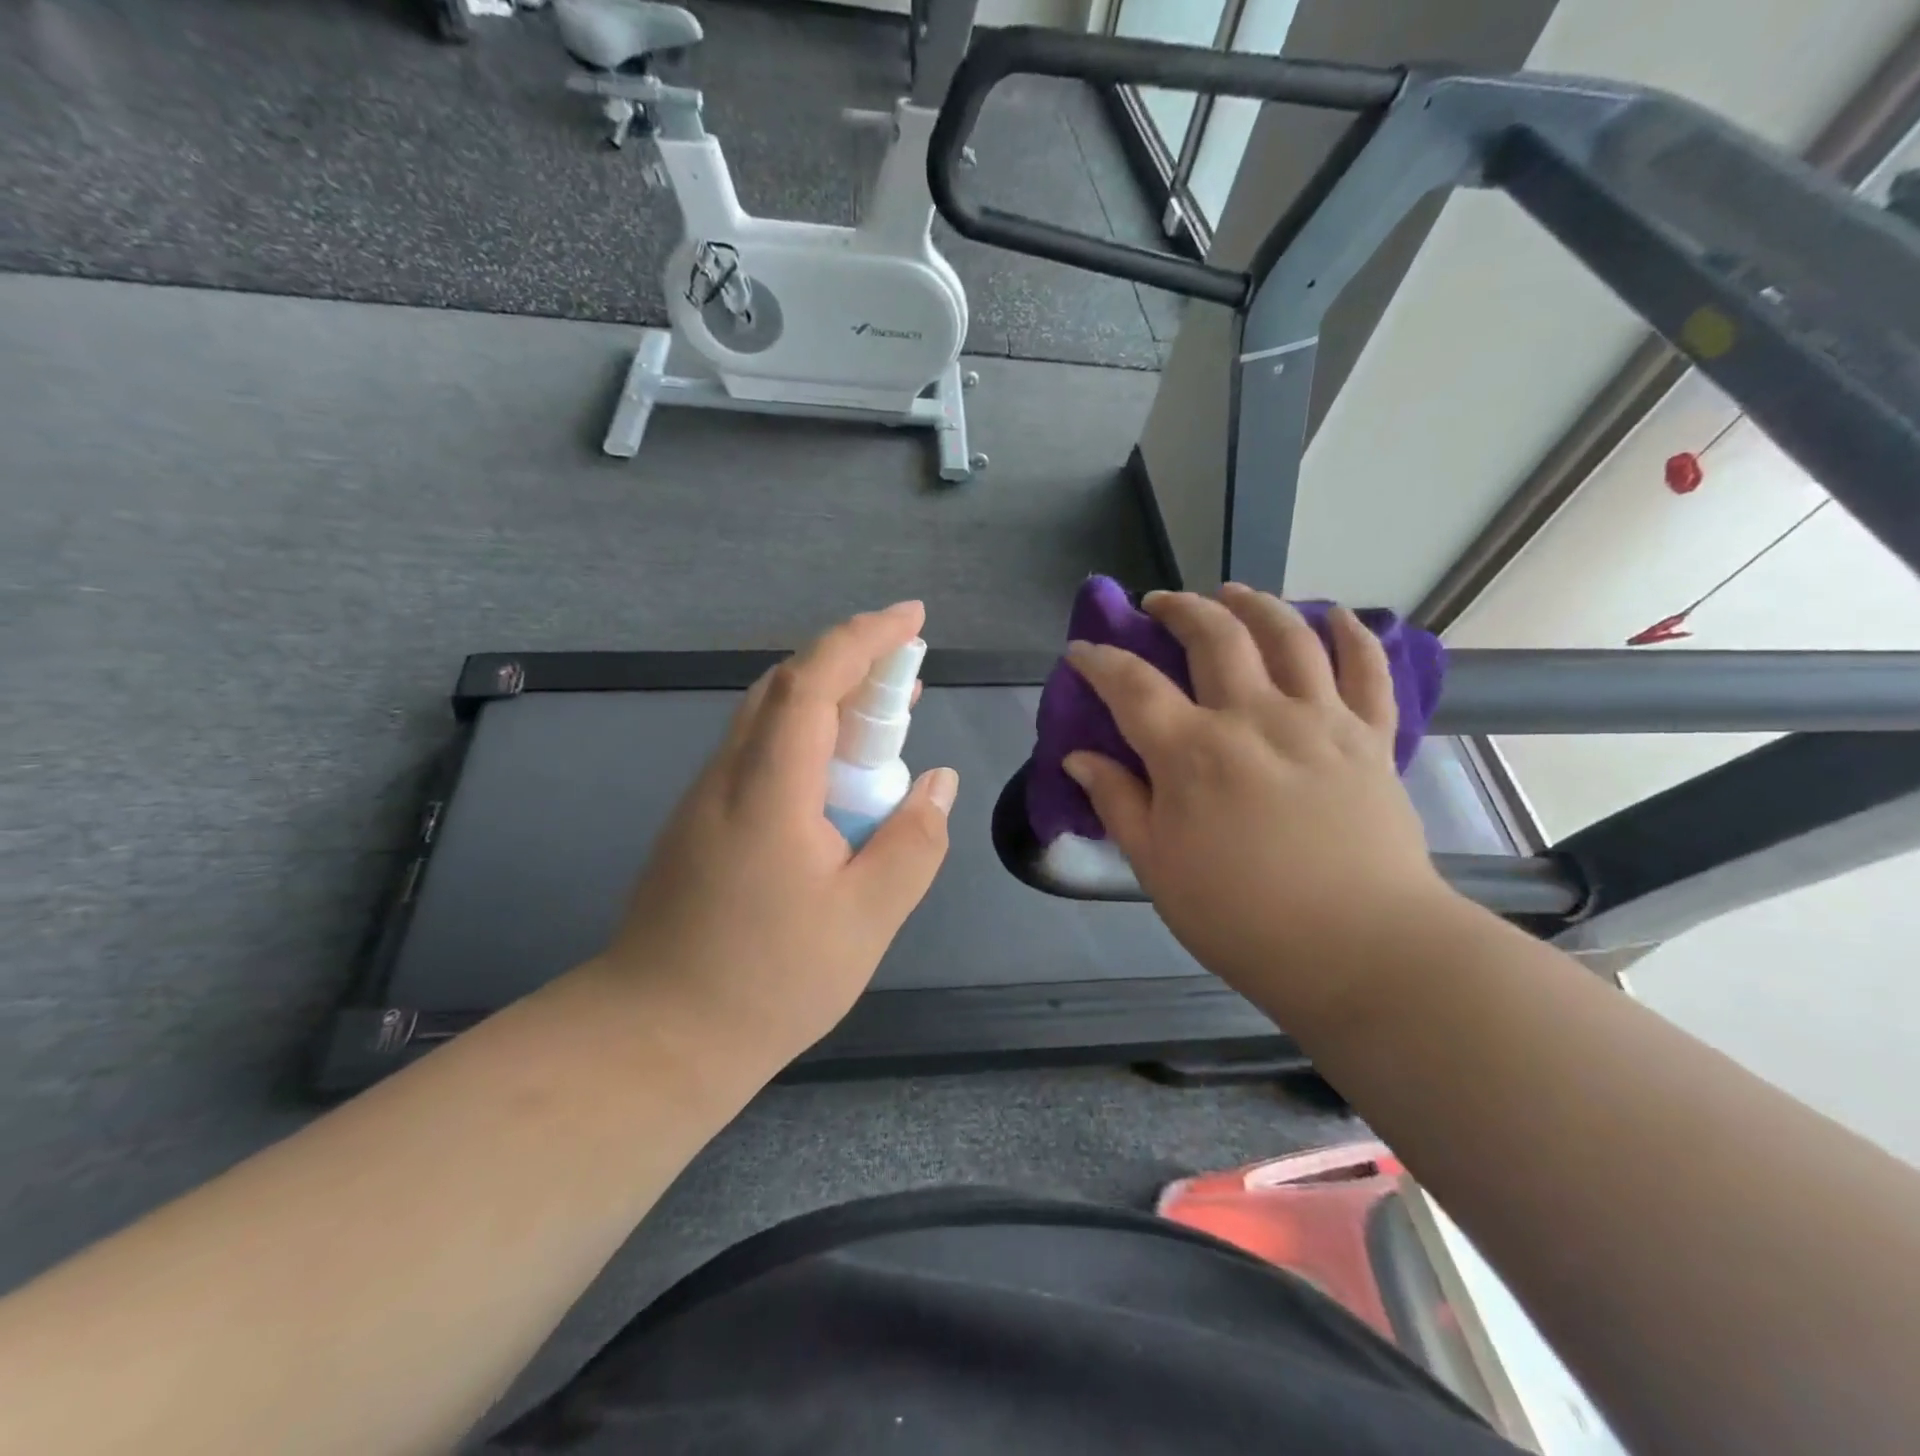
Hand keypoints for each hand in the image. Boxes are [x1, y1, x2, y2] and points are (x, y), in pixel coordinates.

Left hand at [599, 602, 958, 1073]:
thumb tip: (938, 781)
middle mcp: (728, 775)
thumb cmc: (767, 982)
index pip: (813, 681)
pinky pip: (760, 750)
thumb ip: (912, 843)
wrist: (655, 1037)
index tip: (913, 619)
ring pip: (769, 715)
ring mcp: (706, 797)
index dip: (864, 638)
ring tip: (887, 716)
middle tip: (910, 672)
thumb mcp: (866, 920)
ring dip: (830, 697)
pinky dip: (807, 735)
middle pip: (786, 684)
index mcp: (769, 789)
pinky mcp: (701, 821)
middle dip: (852, 659)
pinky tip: (839, 775)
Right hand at [1061, 585, 1451, 1021]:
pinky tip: (1335, 614)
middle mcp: (1254, 717)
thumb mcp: (1156, 867)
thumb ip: (1117, 802)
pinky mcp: (1370, 736)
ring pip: (1288, 633)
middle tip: (1158, 604)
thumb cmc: (1241, 917)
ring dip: (1255, 602)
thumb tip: (1078, 758)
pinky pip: (1366, 668)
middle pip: (1214, 635)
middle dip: (1178, 608)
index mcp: (1193, 752)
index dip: (1099, 660)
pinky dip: (1352, 633)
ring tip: (1233, 592)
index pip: (1132, 684)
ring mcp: (1319, 720)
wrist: (1360, 950)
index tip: (1081, 651)